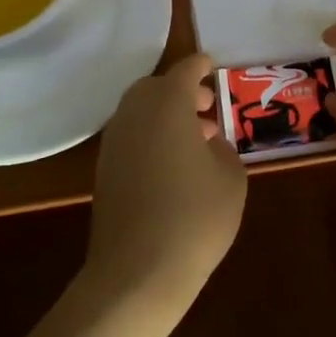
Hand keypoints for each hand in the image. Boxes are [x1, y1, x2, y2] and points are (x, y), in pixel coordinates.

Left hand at [84, 52, 247, 315]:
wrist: (138, 271)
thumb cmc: (195, 218)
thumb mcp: (231, 179)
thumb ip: (223, 149)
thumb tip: (208, 142)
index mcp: (167, 106)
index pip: (184, 72)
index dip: (200, 66)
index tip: (213, 65)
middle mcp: (134, 116)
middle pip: (155, 88)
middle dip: (181, 90)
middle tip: (207, 107)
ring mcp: (114, 144)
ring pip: (139, 112)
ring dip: (166, 115)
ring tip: (197, 138)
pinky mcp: (104, 171)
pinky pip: (130, 137)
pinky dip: (151, 135)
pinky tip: (174, 164)